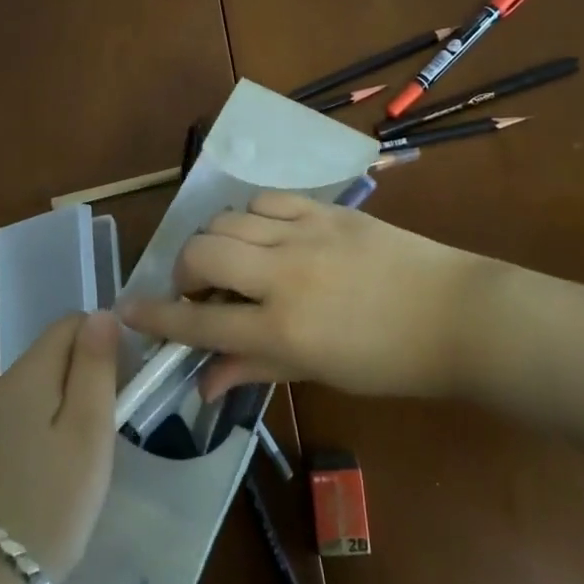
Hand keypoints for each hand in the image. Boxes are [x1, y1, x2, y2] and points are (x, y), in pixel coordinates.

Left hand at [0, 311, 118, 576]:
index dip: (106, 339)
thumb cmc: (44, 505)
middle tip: (115, 425)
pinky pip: (21, 426)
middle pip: (53, 357)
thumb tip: (101, 313)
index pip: (71, 323)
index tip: (128, 381)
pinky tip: (55, 480)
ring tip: (90, 458)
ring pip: (38, 394)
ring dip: (69, 409)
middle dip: (89, 376)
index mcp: (28, 375)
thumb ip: (95, 367)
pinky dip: (46, 436)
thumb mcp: (87, 432)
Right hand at [116, 192, 479, 400]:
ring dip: (217, 241)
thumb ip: (254, 369)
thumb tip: (202, 383)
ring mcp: (304, 233)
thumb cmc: (389, 360)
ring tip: (236, 262)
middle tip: (199, 291)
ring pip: (228, 218)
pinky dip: (251, 216)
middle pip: (201, 253)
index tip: (128, 311)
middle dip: (183, 272)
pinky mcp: (325, 209)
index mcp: (281, 328)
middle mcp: (282, 274)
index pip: (198, 322)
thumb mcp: (318, 372)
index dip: (155, 318)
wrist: (455, 314)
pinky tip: (264, 234)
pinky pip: (267, 200)